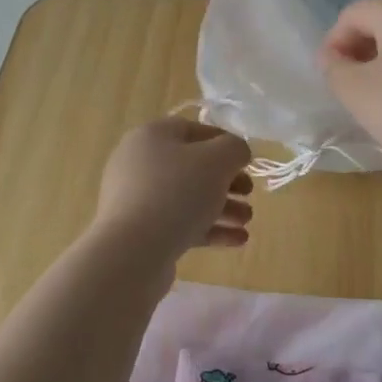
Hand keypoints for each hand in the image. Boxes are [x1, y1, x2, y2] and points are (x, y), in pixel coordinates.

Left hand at [93, 118, 253, 260]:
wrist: (133, 250)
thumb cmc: (177, 193)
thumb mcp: (217, 161)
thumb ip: (234, 149)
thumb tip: (236, 153)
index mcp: (152, 136)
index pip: (194, 130)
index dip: (224, 142)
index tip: (247, 161)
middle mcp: (139, 163)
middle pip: (192, 167)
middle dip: (227, 181)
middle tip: (249, 193)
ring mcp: (137, 199)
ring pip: (188, 198)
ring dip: (222, 207)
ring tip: (246, 221)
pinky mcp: (140, 231)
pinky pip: (180, 224)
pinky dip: (209, 229)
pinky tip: (237, 240)